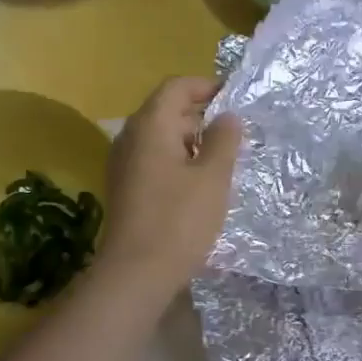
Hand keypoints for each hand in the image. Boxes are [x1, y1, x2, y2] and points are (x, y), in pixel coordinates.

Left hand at [98, 77, 243, 290]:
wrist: (136, 274)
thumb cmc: (179, 220)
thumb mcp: (213, 177)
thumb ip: (223, 140)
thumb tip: (228, 116)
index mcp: (151, 126)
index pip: (177, 86)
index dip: (207, 86)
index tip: (236, 98)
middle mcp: (131, 137)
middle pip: (167, 109)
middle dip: (202, 113)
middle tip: (236, 130)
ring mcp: (125, 164)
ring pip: (161, 136)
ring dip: (192, 139)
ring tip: (224, 156)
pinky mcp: (126, 187)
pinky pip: (155, 158)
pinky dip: (179, 159)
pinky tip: (200, 182)